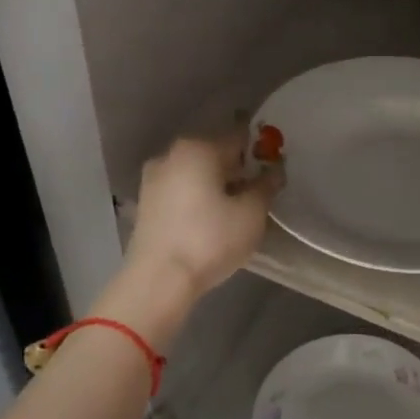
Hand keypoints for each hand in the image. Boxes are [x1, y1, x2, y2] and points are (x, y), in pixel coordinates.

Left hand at [126, 133, 279, 302]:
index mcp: (198, 148)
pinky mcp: (145, 204)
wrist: (159, 280)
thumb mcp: (251, 213)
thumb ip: (266, 186)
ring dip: (217, 187)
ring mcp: (153, 179)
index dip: (261, 153)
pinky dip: (198, 200)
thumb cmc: (210, 239)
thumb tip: (274, 171)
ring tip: (236, 213)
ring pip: (196, 174)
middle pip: (215, 154)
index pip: (239, 138)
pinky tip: (211, 222)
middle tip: (258, 196)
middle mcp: (171, 155)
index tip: (274, 173)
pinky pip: (181, 192)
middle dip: (238, 171)